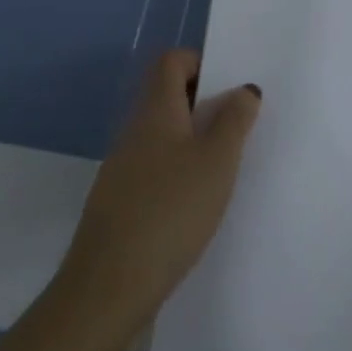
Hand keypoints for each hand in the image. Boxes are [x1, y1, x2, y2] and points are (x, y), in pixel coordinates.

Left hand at [58, 49, 262, 337]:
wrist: (108, 288)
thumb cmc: (170, 211)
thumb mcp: (217, 161)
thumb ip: (234, 120)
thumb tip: (243, 89)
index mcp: (155, 111)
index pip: (172, 62)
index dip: (201, 63)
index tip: (229, 90)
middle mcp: (135, 132)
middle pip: (168, 97)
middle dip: (205, 105)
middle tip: (239, 127)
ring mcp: (123, 169)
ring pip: (164, 135)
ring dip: (195, 141)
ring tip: (226, 167)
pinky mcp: (120, 203)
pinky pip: (156, 169)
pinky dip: (179, 173)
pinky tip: (198, 203)